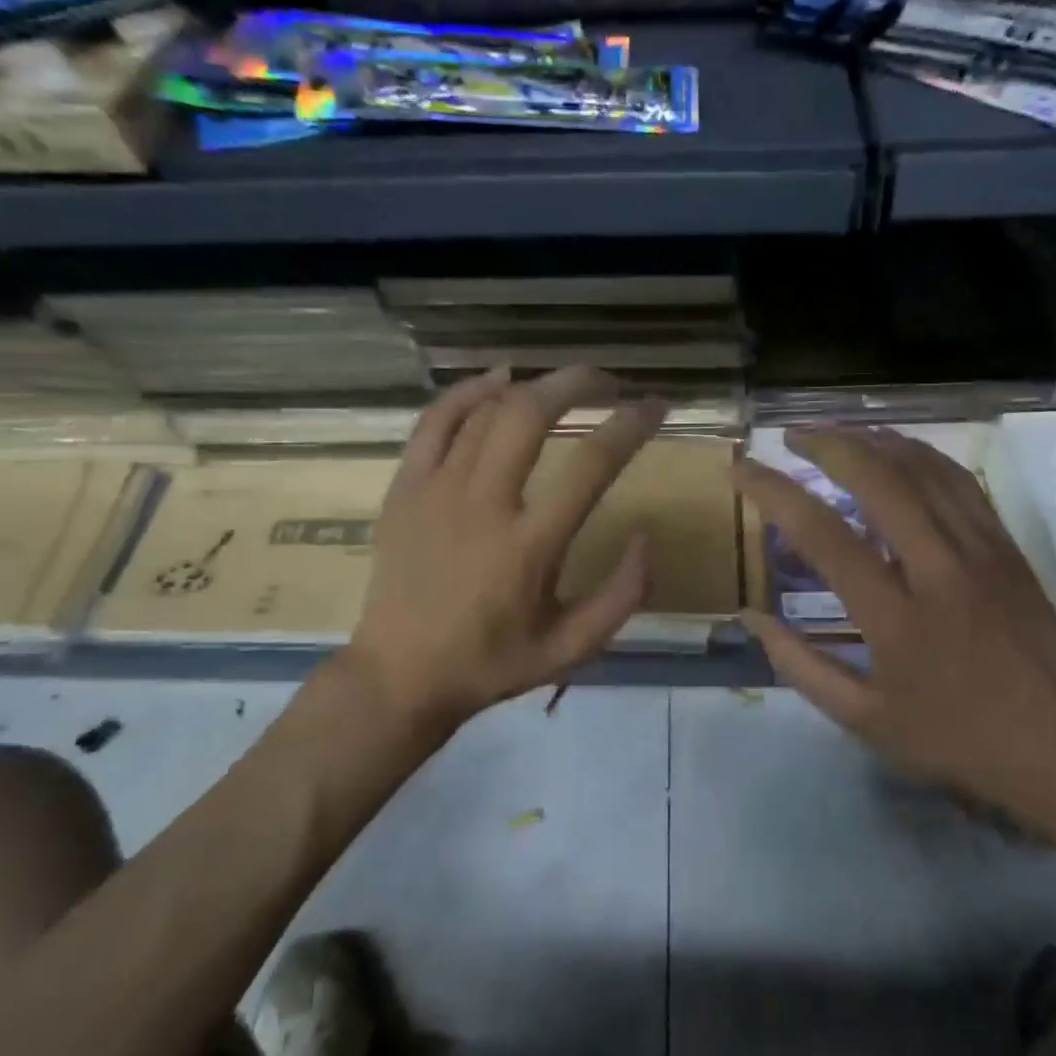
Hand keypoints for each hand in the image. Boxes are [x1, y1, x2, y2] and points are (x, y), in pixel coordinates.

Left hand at [341, 365, 664, 737]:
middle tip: (608, 383)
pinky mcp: (405, 488)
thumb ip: (622, 596)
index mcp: (529, 547)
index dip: (631, 426)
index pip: (591, 465)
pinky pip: (436, 420)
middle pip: (531, 413)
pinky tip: (497, 380)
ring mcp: (436, 491)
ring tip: (563, 385)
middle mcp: (483, 505)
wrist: (400, 675)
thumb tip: (647, 537)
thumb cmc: (492, 663)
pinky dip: (469, 391)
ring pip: (487, 410)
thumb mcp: (572, 648)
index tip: (655, 407)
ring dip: (533, 386)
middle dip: (577, 382)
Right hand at [734, 427, 1055, 833]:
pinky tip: (897, 452)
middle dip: (827, 444)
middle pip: (879, 480)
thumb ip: (799, 665)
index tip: (741, 471)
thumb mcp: (864, 719)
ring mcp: (982, 552)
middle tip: (790, 435)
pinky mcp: (1007, 548)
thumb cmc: (955, 739)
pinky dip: (920, 456)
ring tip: (835, 432)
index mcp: (896, 617)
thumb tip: (750, 618)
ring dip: (873, 441)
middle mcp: (940, 569)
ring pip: (924, 470)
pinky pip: (960, 483)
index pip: (823, 535)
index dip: (774, 493)